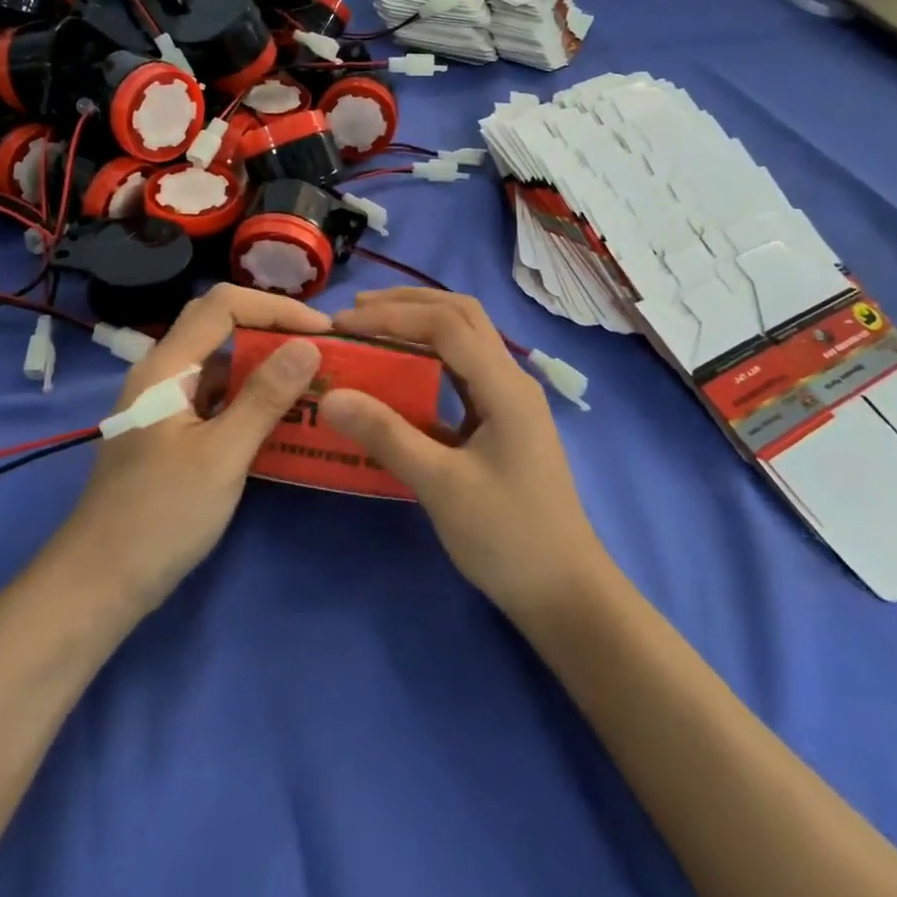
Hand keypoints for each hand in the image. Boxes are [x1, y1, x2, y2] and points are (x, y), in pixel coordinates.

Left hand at [55, 285, 328, 613]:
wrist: (100, 584)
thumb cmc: (160, 516)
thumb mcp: (221, 455)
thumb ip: (264, 397)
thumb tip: (308, 345)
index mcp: (166, 367)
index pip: (223, 306)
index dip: (276, 308)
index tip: (324, 330)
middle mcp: (163, 374)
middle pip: (220, 327)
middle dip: (272, 329)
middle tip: (321, 348)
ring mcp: (166, 404)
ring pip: (221, 365)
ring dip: (265, 365)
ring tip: (312, 378)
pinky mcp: (173, 433)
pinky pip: (218, 398)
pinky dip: (251, 398)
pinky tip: (283, 417)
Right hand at [322, 289, 606, 618]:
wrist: (564, 592)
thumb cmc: (507, 537)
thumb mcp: (441, 486)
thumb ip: (387, 435)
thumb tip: (331, 395)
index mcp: (505, 386)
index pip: (445, 323)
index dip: (392, 315)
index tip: (343, 325)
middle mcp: (511, 380)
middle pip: (462, 315)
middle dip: (409, 304)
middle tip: (356, 312)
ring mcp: (509, 400)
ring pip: (465, 339)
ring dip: (420, 324)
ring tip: (372, 329)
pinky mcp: (501, 422)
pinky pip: (462, 371)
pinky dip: (429, 357)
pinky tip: (400, 374)